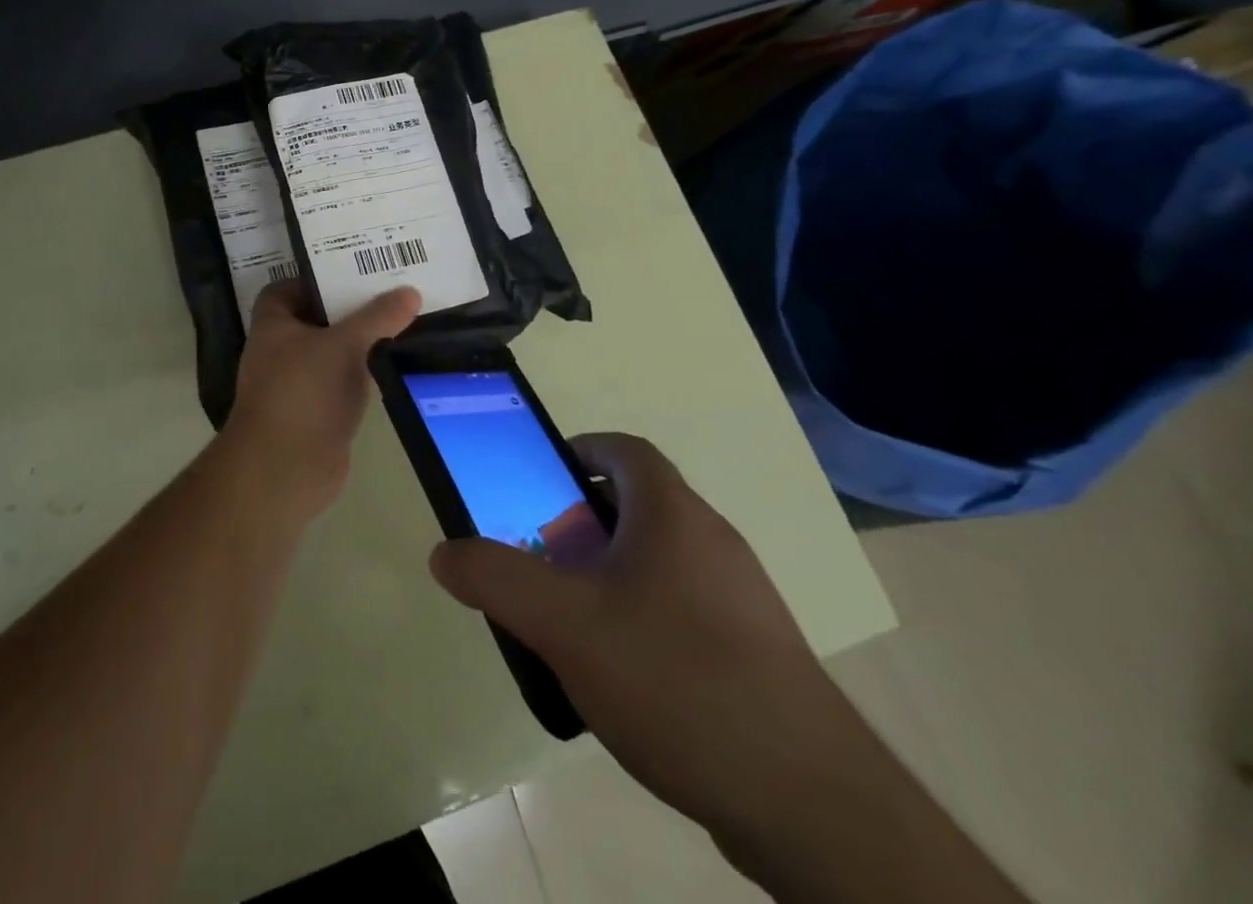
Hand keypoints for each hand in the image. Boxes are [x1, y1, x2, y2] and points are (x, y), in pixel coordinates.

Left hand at [220, 281, 421, 523]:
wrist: (284, 471)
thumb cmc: (304, 393)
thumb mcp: (344, 345)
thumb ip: (378, 317)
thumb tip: (410, 292)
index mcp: (273, 324)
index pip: (288, 288)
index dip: (317, 278)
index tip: (354, 271)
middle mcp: (280, 350)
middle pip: (316, 318)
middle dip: (349, 307)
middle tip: (391, 291)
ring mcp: (297, 384)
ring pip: (331, 352)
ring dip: (359, 342)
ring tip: (401, 321)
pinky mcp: (316, 413)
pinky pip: (341, 383)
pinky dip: (362, 374)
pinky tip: (394, 364)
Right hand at [429, 433, 870, 836]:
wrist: (808, 802)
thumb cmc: (675, 678)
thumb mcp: (565, 625)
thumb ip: (497, 580)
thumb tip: (444, 553)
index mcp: (673, 513)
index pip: (625, 450)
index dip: (580, 451)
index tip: (543, 481)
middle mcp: (714, 541)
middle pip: (639, 506)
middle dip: (583, 523)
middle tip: (544, 559)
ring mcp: (743, 600)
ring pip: (662, 562)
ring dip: (613, 575)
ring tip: (574, 622)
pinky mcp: (758, 654)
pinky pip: (686, 611)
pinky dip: (646, 620)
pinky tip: (626, 677)